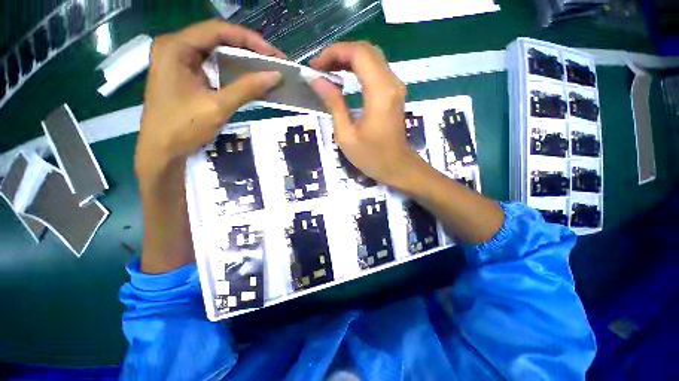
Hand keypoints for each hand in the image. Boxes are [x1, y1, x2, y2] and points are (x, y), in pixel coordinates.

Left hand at [136, 19, 283, 178]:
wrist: (162, 151)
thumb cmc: (183, 127)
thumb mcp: (218, 107)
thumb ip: (247, 88)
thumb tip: (276, 76)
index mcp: (176, 47)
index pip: (218, 30)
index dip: (249, 39)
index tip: (273, 54)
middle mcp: (176, 47)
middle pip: (218, 38)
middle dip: (248, 49)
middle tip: (274, 61)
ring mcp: (180, 61)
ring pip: (217, 52)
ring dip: (243, 60)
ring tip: (266, 69)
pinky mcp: (186, 75)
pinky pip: (214, 66)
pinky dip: (234, 72)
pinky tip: (250, 79)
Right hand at [309, 42, 423, 188]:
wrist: (397, 167)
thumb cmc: (371, 157)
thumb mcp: (346, 135)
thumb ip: (333, 103)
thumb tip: (317, 80)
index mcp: (379, 93)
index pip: (358, 53)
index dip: (333, 53)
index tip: (315, 67)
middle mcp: (391, 83)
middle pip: (366, 50)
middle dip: (339, 53)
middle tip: (319, 69)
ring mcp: (395, 87)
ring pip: (372, 58)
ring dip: (348, 59)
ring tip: (328, 72)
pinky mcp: (394, 93)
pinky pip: (376, 70)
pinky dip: (358, 68)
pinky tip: (344, 79)